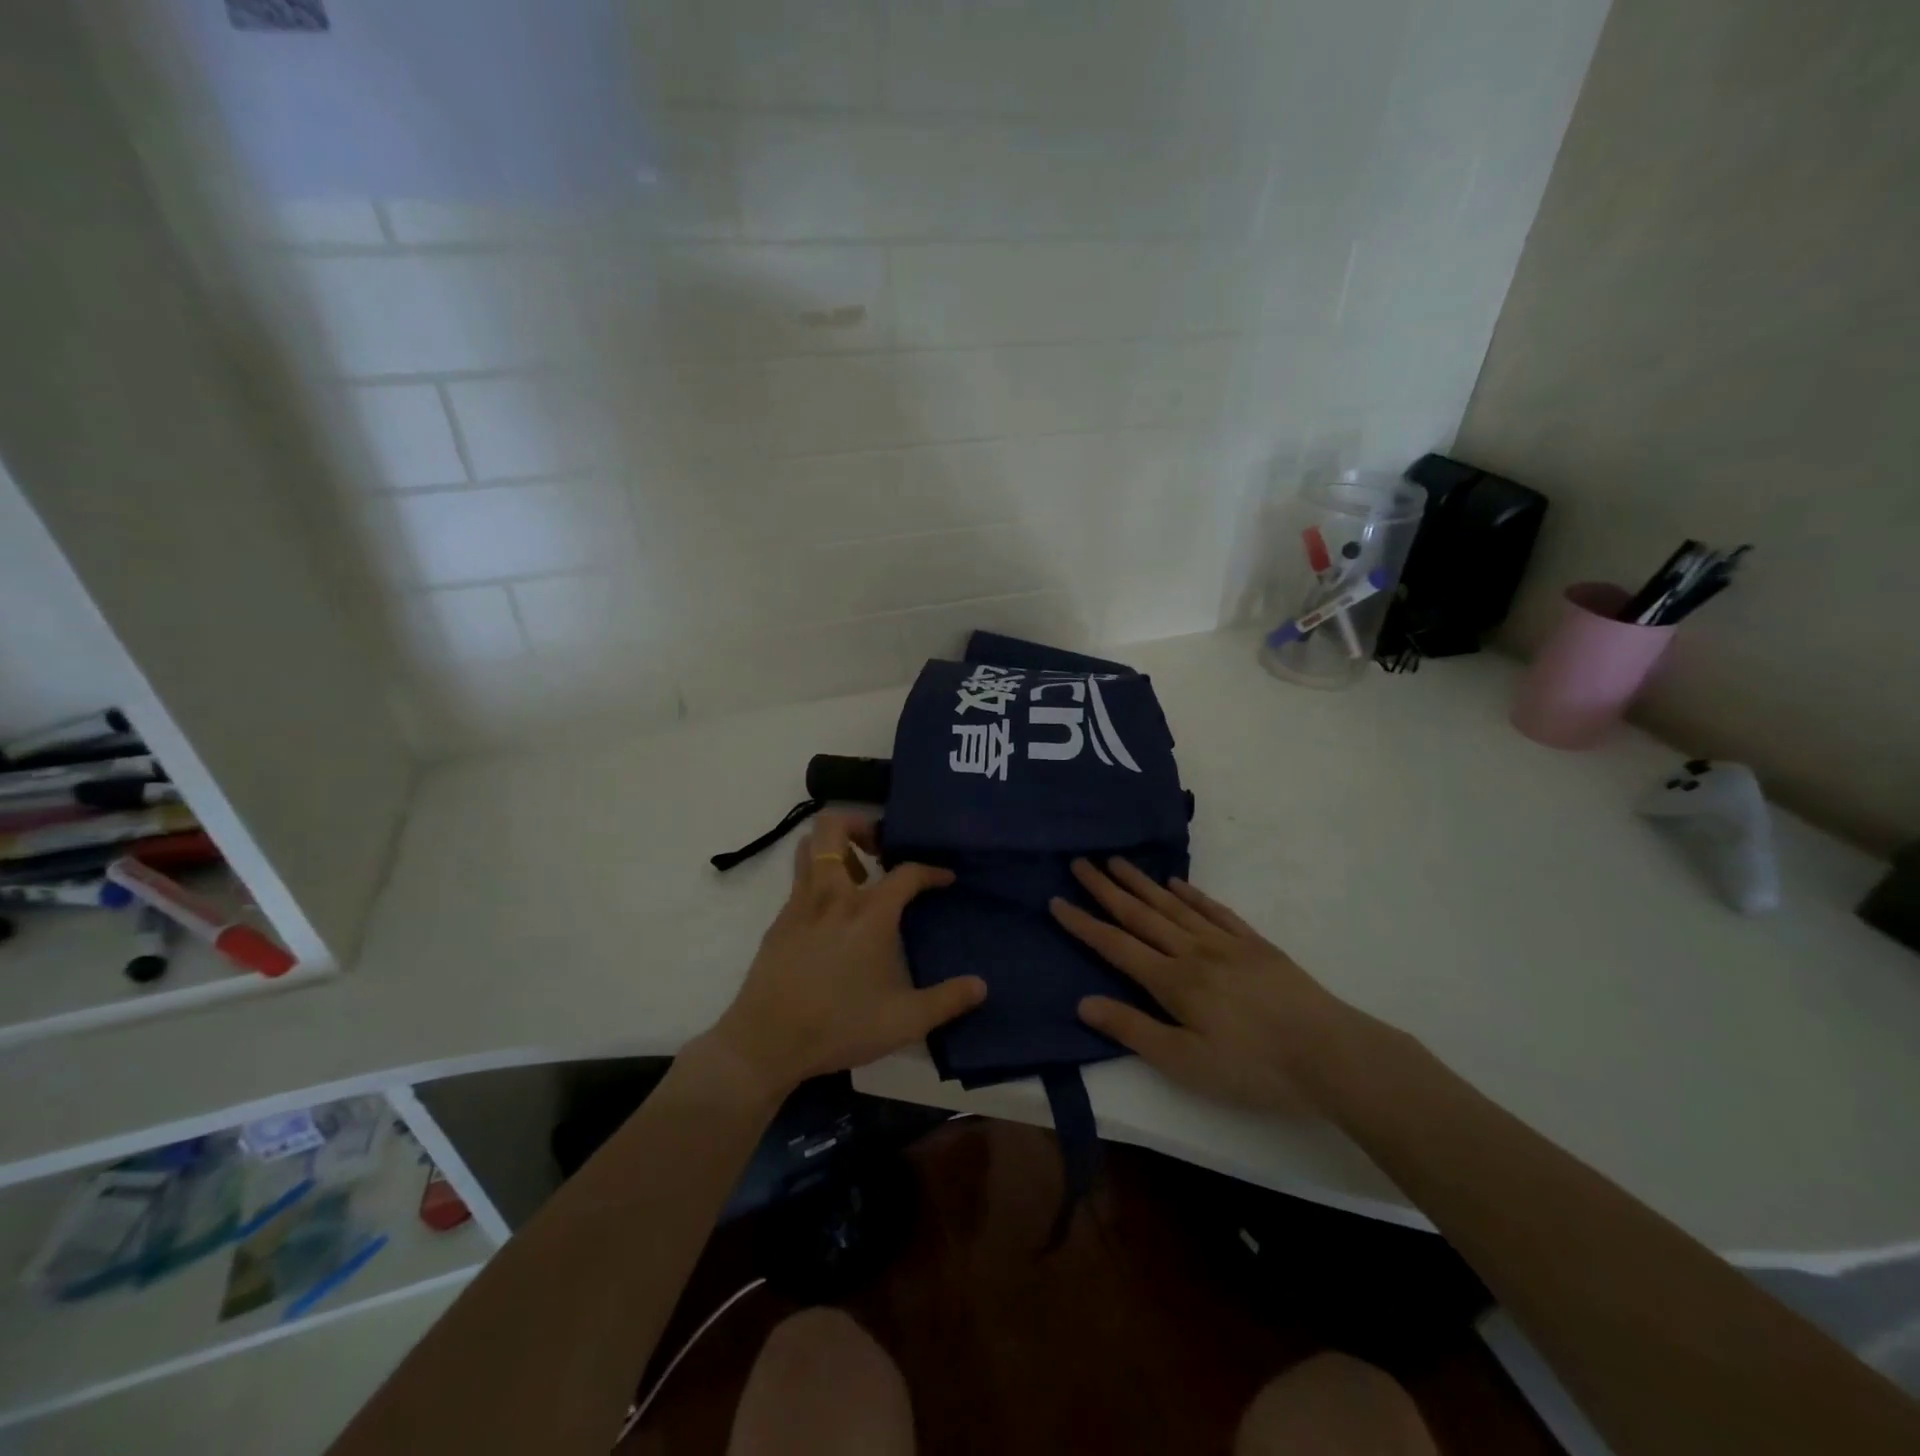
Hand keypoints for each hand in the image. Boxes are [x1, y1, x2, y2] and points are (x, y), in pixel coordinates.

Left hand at [706, 812, 986, 1098]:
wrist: (765, 1043)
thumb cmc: (839, 1026)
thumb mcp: (904, 1021)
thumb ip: (947, 1001)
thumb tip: (981, 986)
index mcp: (868, 913)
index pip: (906, 873)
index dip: (931, 871)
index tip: (945, 878)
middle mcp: (832, 895)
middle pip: (834, 827)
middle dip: (860, 824)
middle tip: (882, 850)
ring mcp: (799, 905)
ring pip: (808, 846)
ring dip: (834, 847)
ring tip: (858, 876)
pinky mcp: (779, 922)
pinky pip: (799, 881)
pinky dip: (818, 879)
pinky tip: (832, 915)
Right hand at [1050, 858, 1361, 1111]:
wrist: (1331, 1054)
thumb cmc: (1253, 1068)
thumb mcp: (1186, 1062)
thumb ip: (1133, 1030)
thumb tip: (1084, 1002)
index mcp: (1172, 981)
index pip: (1116, 945)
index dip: (1083, 924)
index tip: (1057, 900)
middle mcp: (1192, 951)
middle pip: (1140, 914)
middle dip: (1106, 889)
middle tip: (1081, 862)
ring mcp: (1225, 943)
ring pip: (1173, 905)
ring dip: (1142, 883)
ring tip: (1117, 861)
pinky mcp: (1254, 944)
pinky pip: (1214, 910)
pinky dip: (1191, 894)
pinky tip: (1177, 884)